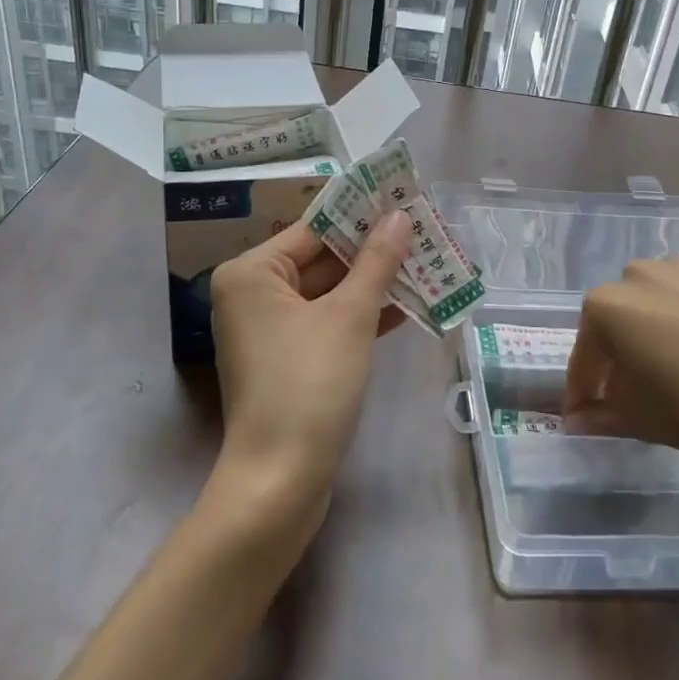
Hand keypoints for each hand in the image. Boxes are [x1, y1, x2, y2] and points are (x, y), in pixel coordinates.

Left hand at [207, 211, 412, 526]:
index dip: (360, 213)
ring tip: (426, 260)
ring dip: (374, 282)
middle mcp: (253, 294)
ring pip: (329, 293)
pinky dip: (362, 315)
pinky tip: (409, 303)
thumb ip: (376, 262)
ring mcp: (269, 330)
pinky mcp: (288, 360)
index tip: (401, 198)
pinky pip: (327, 322)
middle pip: (321, 259)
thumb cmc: (309, 385)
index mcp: (252, 273)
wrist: (281, 481)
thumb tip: (399, 216)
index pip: (313, 228)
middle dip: (373, 250)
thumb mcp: (349, 317)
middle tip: (422, 229)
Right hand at [564, 257, 678, 477]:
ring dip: (662, 329)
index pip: (584, 354)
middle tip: (640, 392)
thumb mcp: (647, 421)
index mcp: (607, 308)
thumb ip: (603, 416)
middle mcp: (639, 274)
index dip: (583, 389)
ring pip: (661, 301)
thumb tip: (577, 421)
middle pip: (620, 320)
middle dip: (623, 354)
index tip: (585, 415)